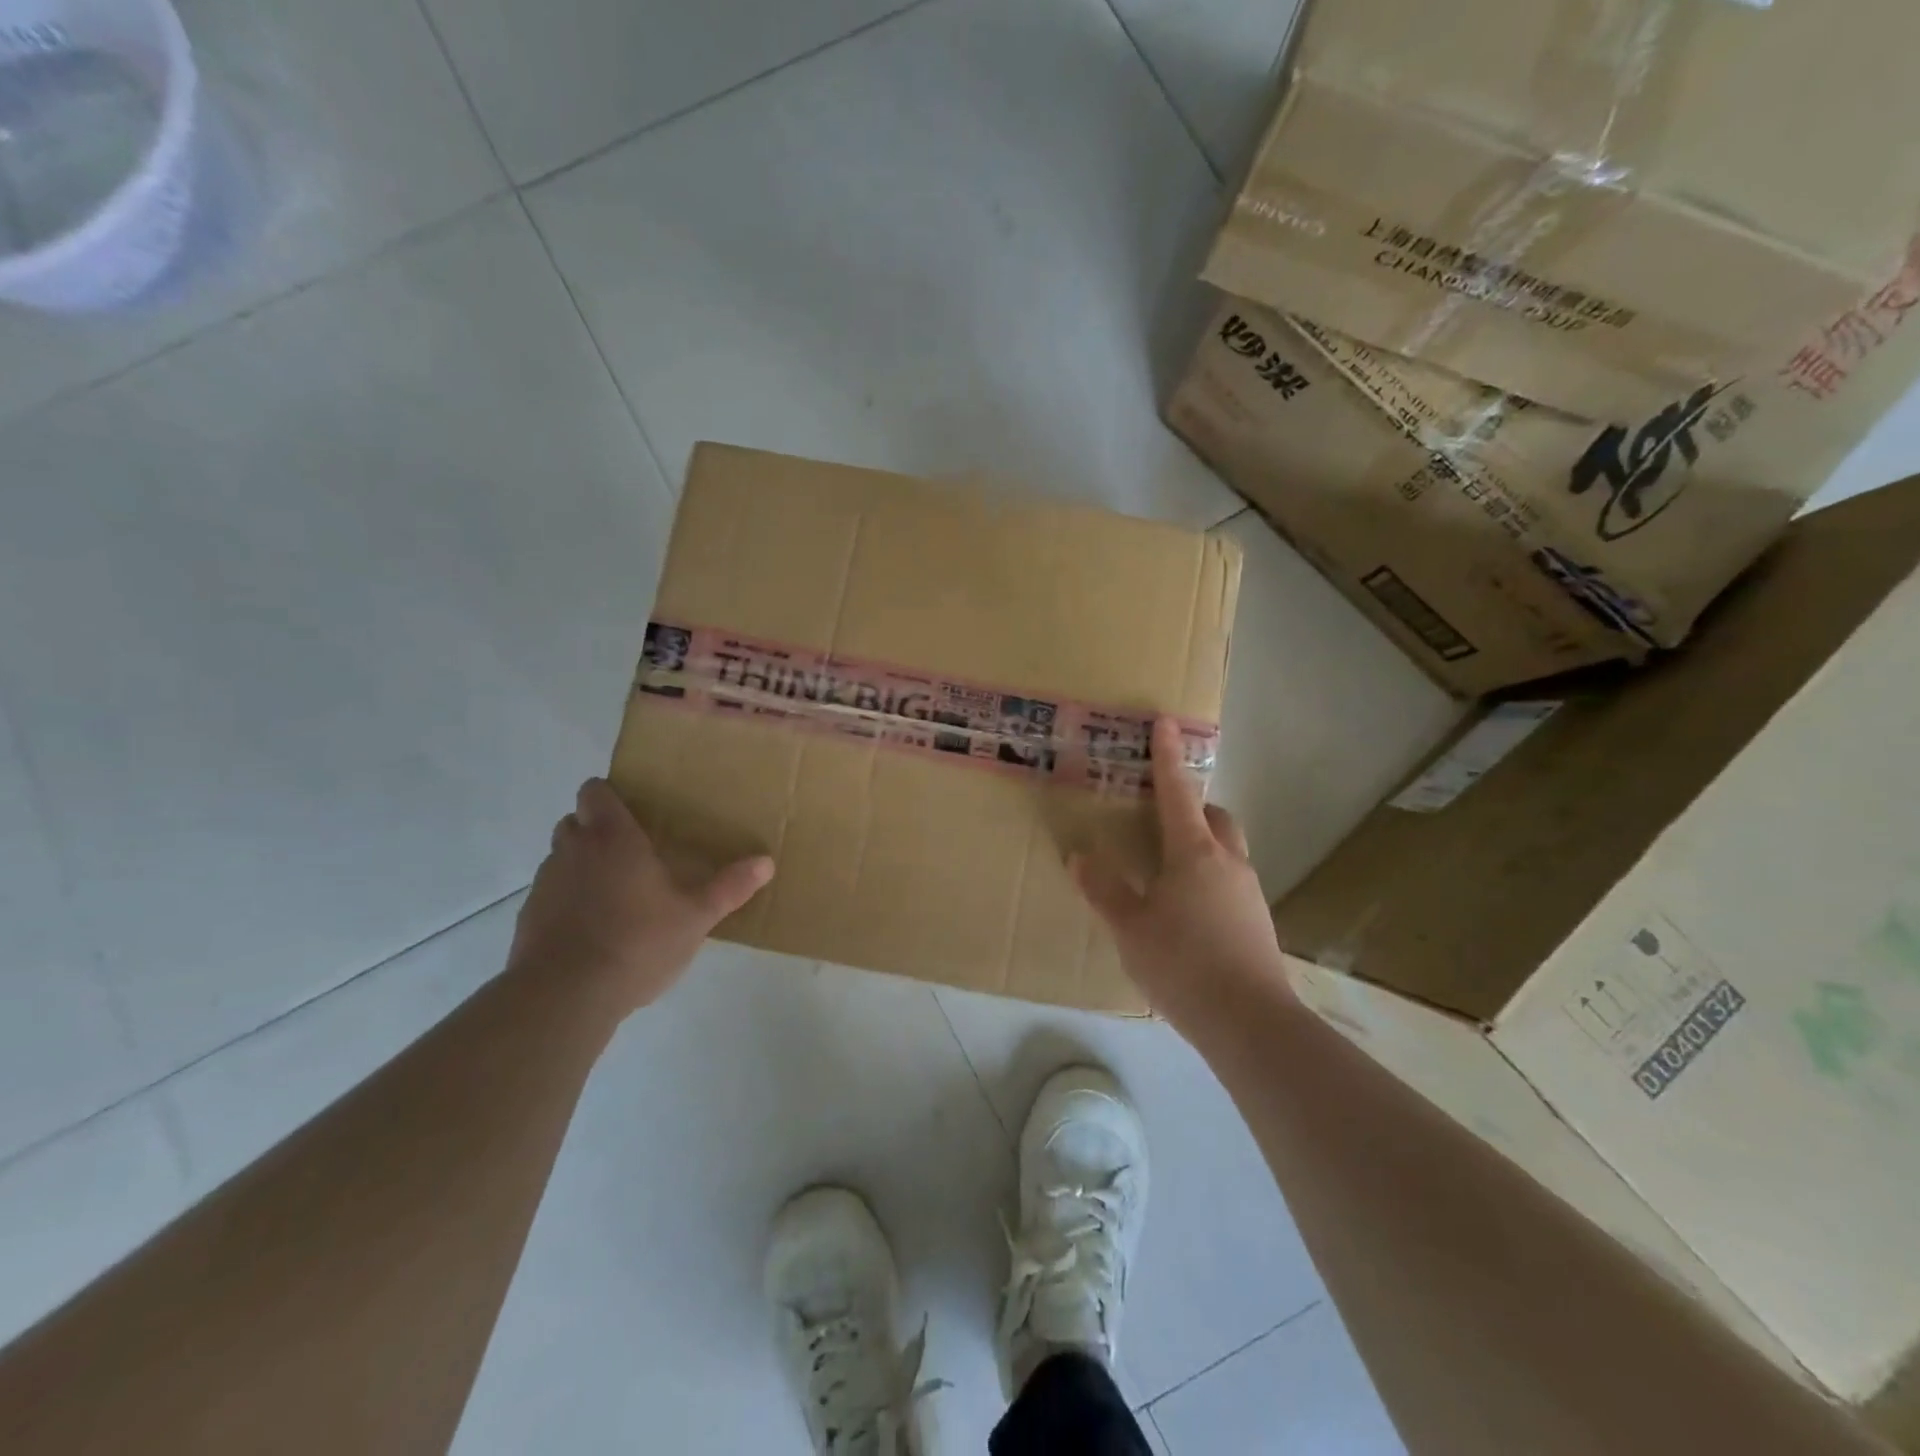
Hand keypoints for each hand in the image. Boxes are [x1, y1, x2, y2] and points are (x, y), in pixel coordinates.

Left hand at [507, 778, 774, 1016]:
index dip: (610, 796)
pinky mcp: (528, 918)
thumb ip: (730, 887)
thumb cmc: (637, 942)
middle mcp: (572, 850)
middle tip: (632, 852)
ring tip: (615, 893)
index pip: (594, 791)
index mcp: (612, 838)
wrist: (565, 997)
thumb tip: (766, 862)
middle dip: (597, 829)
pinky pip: (551, 894)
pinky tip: (594, 929)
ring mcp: (545, 884)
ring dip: (582, 865)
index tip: (634, 812)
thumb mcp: (695, 917)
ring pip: (561, 858)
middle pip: (575, 821)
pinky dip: (568, 901)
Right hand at [1072, 719, 1286, 1029]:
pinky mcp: (1256, 922)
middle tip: (1161, 817)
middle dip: (1192, 806)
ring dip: (1201, 845)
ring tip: (1167, 870)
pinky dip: (1208, 879)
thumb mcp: (1130, 927)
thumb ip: (1104, 890)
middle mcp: (1227, 862)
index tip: (1165, 722)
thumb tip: (1080, 856)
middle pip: (1214, 817)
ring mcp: (1248, 892)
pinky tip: (1186, 911)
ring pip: (1225, 850)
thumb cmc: (1182, 963)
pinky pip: (1229, 882)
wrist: (1249, 1022)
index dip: (1168, 757)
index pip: (1177, 792)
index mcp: (1194, 853)